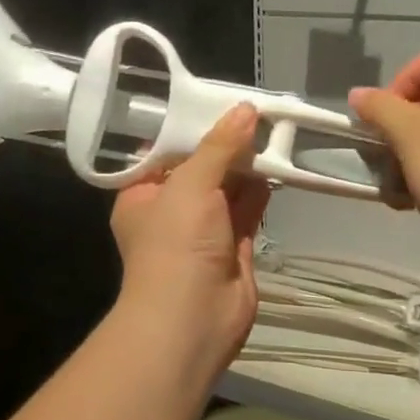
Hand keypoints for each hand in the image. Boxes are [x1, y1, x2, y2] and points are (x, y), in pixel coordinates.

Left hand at [110, 105, 270, 377]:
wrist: (193, 319)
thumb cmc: (176, 245)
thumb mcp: (190, 185)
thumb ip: (219, 147)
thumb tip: (244, 110)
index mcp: (142, 195)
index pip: (164, 151)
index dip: (190, 126)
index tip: (217, 100)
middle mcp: (170, 210)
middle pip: (200, 167)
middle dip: (225, 144)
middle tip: (254, 111)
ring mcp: (203, 230)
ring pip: (227, 188)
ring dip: (246, 165)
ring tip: (271, 130)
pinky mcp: (233, 246)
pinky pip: (247, 209)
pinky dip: (260, 190)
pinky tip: (276, 165)